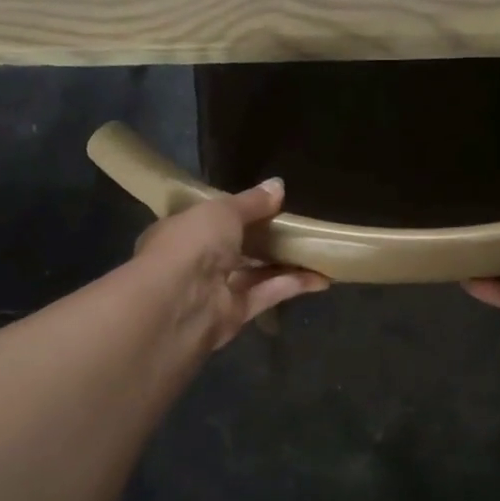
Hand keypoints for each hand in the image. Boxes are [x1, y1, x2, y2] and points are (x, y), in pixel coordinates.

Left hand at [132, 179, 329, 348]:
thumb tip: (278, 185)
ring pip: (254, 273)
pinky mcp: (233, 315)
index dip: (236, 212)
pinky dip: (291, 285)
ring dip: (284, 262)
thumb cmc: (191, 244)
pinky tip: (321, 277)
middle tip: (300, 226)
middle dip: (264, 238)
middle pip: (235, 248)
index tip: (267, 205)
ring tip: (318, 249)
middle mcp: (194, 262)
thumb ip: (252, 202)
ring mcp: (213, 290)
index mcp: (180, 231)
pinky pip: (265, 295)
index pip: (209, 220)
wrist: (178, 303)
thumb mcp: (223, 211)